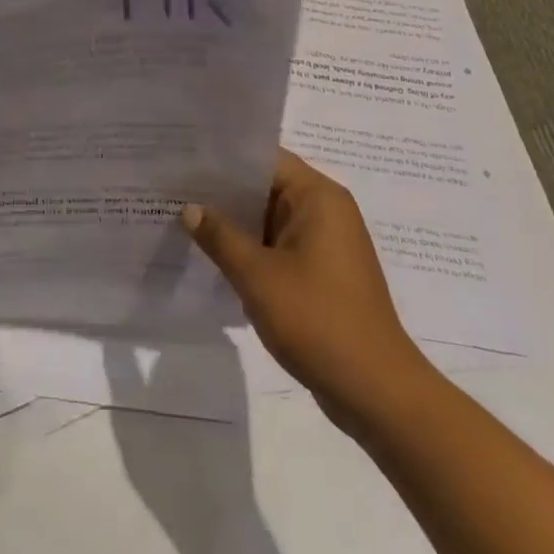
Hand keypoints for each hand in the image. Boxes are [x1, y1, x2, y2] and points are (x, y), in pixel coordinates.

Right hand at [184, 147, 428, 432]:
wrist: (379, 396)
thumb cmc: (319, 321)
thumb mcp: (257, 276)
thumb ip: (220, 236)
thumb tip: (190, 208)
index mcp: (318, 196)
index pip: (263, 158)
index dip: (222, 156)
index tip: (184, 157)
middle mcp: (326, 210)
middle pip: (265, 186)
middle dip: (222, 191)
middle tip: (174, 186)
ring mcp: (326, 244)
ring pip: (269, 218)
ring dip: (234, 223)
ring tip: (184, 217)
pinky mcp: (323, 274)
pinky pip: (279, 246)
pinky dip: (251, 248)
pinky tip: (214, 257)